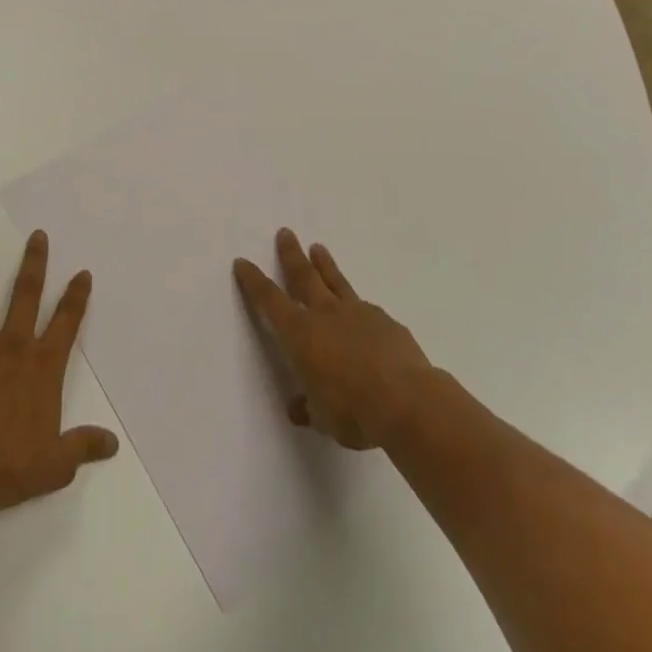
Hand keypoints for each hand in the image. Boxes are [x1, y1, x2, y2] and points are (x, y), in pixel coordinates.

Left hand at [0, 231, 119, 524]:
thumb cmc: (11, 469)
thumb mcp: (57, 464)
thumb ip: (83, 446)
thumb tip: (112, 443)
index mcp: (42, 366)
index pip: (66, 322)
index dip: (76, 296)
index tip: (82, 272)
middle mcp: (12, 348)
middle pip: (26, 295)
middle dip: (34, 263)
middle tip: (37, 236)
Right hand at [235, 228, 433, 449]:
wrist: (408, 401)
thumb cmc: (355, 412)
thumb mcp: (324, 418)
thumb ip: (310, 408)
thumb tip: (299, 408)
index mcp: (301, 334)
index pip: (269, 301)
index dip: (254, 281)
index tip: (243, 262)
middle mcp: (325, 314)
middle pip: (303, 276)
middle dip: (291, 255)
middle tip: (285, 232)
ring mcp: (358, 313)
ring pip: (336, 281)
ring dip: (325, 265)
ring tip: (318, 248)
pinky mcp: (385, 321)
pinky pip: (366, 308)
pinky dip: (358, 307)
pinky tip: (363, 314)